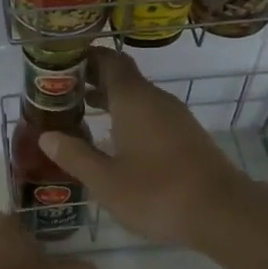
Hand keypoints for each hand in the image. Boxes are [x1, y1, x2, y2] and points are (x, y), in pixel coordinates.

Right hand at [38, 47, 249, 245]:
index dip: (85, 58)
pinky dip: (129, 117)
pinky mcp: (187, 135)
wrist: (221, 211)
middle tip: (62, 93)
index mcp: (133, 99)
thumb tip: (46, 136)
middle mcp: (155, 99)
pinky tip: (115, 140)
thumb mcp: (106, 181)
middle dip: (93, 80)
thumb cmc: (157, 192)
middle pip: (123, 77)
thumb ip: (75, 156)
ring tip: (82, 114)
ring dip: (111, 100)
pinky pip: (151, 114)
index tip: (60, 64)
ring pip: (138, 97)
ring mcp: (175, 116)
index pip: (109, 61)